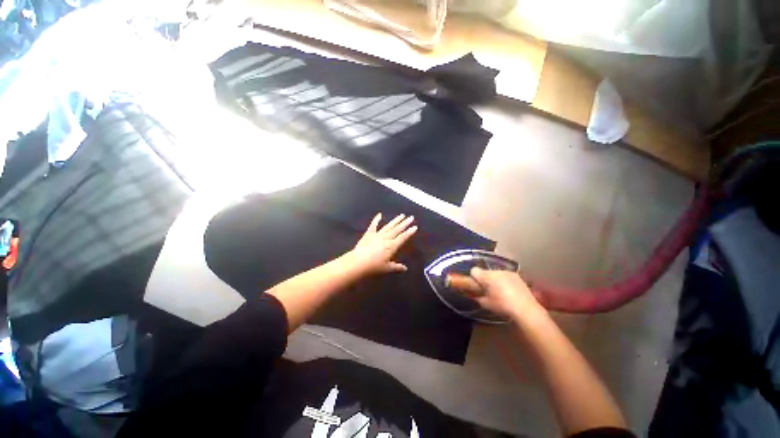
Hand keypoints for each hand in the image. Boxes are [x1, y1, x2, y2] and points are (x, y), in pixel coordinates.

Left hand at [349, 213, 416, 274]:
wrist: (358, 263)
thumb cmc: (373, 267)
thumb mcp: (387, 268)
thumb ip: (396, 267)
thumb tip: (405, 268)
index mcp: (392, 246)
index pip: (402, 238)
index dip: (409, 232)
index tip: (415, 227)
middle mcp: (386, 238)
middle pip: (397, 230)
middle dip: (405, 223)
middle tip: (411, 217)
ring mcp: (377, 235)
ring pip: (388, 226)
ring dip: (395, 220)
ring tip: (401, 215)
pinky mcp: (369, 234)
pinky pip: (373, 225)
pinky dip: (376, 220)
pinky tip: (380, 214)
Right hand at [470, 268, 545, 320]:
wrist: (526, 308)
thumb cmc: (502, 306)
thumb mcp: (485, 304)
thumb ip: (477, 296)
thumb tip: (473, 294)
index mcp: (486, 276)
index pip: (474, 271)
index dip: (474, 278)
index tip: (476, 286)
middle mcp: (496, 271)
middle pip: (486, 272)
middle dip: (485, 279)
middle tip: (488, 291)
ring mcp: (507, 272)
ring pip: (496, 273)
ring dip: (495, 280)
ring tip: (500, 292)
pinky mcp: (516, 276)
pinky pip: (506, 276)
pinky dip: (505, 281)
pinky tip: (510, 292)